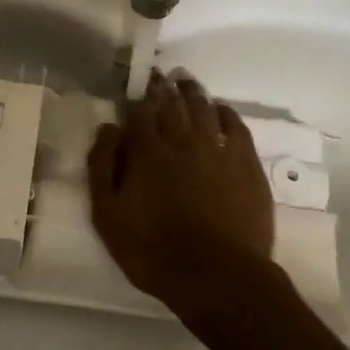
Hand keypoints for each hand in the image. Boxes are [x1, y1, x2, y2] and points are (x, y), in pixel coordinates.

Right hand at [87, 71, 273, 315]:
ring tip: (186, 81)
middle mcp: (183, 140)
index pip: (139, 113)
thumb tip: (108, 128)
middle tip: (160, 75)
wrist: (217, 275)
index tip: (134, 88)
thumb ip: (102, 167)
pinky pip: (236, 126)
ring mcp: (218, 149)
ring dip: (193, 92)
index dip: (136, 98)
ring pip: (204, 109)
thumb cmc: (153, 250)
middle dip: (164, 87)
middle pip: (173, 104)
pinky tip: (221, 108)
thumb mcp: (107, 216)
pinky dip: (226, 112)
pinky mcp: (246, 164)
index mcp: (147, 151)